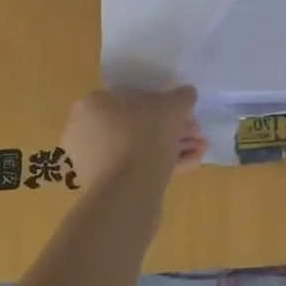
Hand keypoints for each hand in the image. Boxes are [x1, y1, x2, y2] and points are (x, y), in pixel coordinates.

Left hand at [59, 87, 207, 187]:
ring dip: (171, 148)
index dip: (164, 105)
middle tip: (195, 135)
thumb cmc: (144, 136)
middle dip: (171, 130)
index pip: (132, 97)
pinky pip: (134, 168)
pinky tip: (189, 165)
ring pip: (139, 148)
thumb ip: (181, 97)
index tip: (184, 115)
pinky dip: (160, 165)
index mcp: (93, 104)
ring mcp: (93, 161)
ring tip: (199, 152)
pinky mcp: (103, 186)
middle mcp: (86, 131)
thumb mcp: (171, 106)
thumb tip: (187, 94)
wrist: (127, 191)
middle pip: (137, 125)